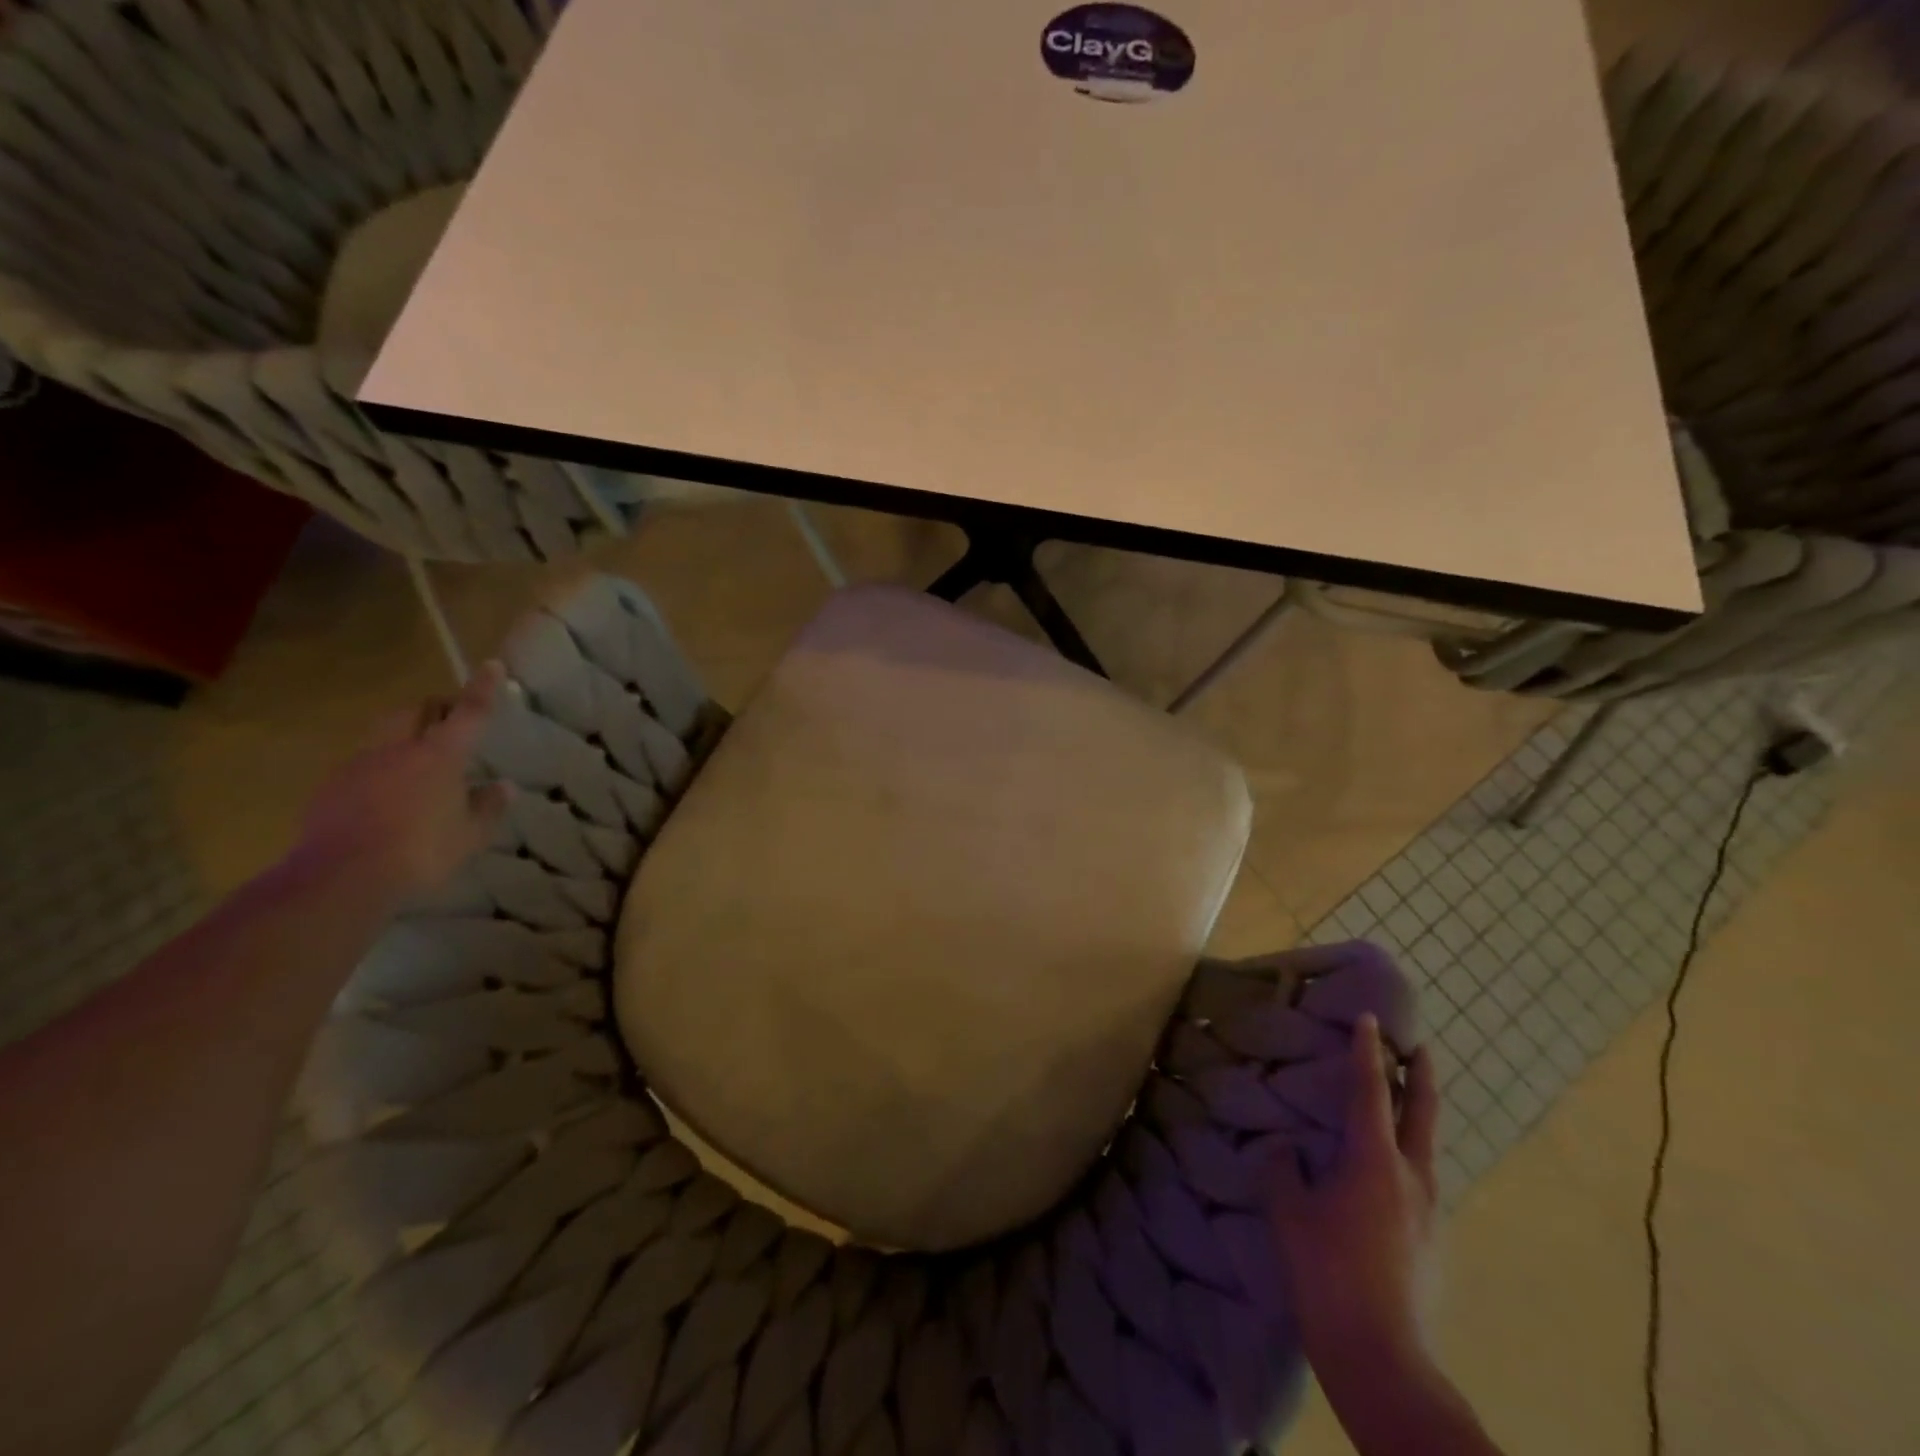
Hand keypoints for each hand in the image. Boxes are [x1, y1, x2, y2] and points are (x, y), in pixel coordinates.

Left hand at [295, 662, 511, 903]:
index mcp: (439, 756)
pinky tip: (386, 795)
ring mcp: (359, 765)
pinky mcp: (331, 787)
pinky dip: (380, 766)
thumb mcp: (469, 835)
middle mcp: (397, 748)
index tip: (492, 664)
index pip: (468, 712)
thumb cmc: (421, 852)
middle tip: (451, 722)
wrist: (341, 878)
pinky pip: (362, 763)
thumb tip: (504, 787)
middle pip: (415, 710)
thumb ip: (487, 807)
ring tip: (417, 759)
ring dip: (404, 734)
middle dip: (435, 708)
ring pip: (384, 732)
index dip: (482, 688)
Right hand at [1272, 1012, 1440, 1374]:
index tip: (1369, 1019)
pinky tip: (1386, 1172)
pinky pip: (1420, 1181)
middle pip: (1421, 1115)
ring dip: (1417, 1117)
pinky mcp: (1431, 1242)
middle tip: (1418, 1047)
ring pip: (1426, 1149)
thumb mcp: (1289, 1215)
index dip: (1367, 1053)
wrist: (1382, 1358)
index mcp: (1374, 1162)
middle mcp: (1411, 1178)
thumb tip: (1285, 1149)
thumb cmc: (1328, 1274)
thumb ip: (1284, 1171)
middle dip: (1419, 1077)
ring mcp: (1428, 1213)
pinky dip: (1408, 1156)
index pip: (1371, 1092)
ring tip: (1400, 1105)